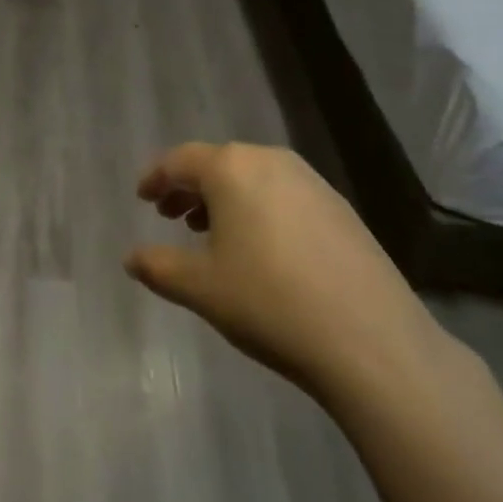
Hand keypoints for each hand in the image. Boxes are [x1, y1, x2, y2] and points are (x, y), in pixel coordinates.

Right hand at [125, 143, 445, 409]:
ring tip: (211, 234)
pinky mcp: (340, 208)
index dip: (156, 178)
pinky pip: (283, 195)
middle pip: (218, 164)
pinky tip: (261, 249)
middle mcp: (271, 161)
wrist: (371, 341)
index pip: (180, 160)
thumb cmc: (269, 303)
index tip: (142, 198)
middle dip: (190, 188)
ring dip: (225, 199)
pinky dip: (259, 209)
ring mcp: (311, 182)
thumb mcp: (201, 288)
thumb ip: (158, 267)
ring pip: (253, 178)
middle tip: (170, 217)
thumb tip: (131, 258)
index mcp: (232, 169)